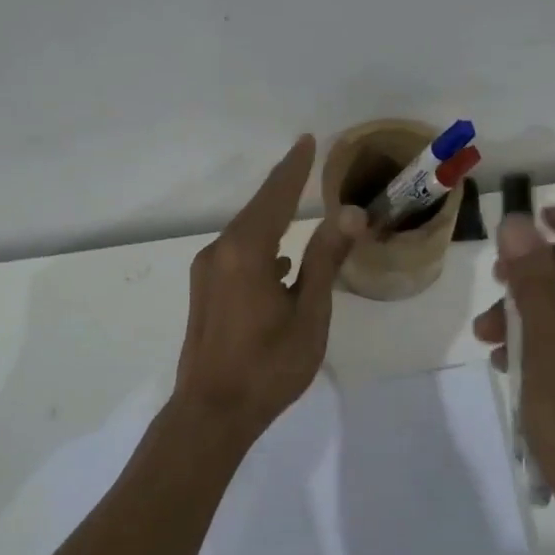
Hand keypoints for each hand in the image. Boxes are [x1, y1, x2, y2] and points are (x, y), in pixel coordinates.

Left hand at [171, 135, 366, 442]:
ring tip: (298, 208)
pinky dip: (261, 246)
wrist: (211, 413)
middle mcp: (220, 252)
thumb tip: (349, 213)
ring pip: (245, 233)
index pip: (275, 196)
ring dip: (272, 219)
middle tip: (306, 163)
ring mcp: (208, 272)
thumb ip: (325, 260)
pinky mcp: (204, 291)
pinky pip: (237, 254)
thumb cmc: (268, 366)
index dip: (294, 168)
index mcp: (246, 252)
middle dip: (283, 187)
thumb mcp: (309, 314)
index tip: (307, 141)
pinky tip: (280, 263)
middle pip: (257, 210)